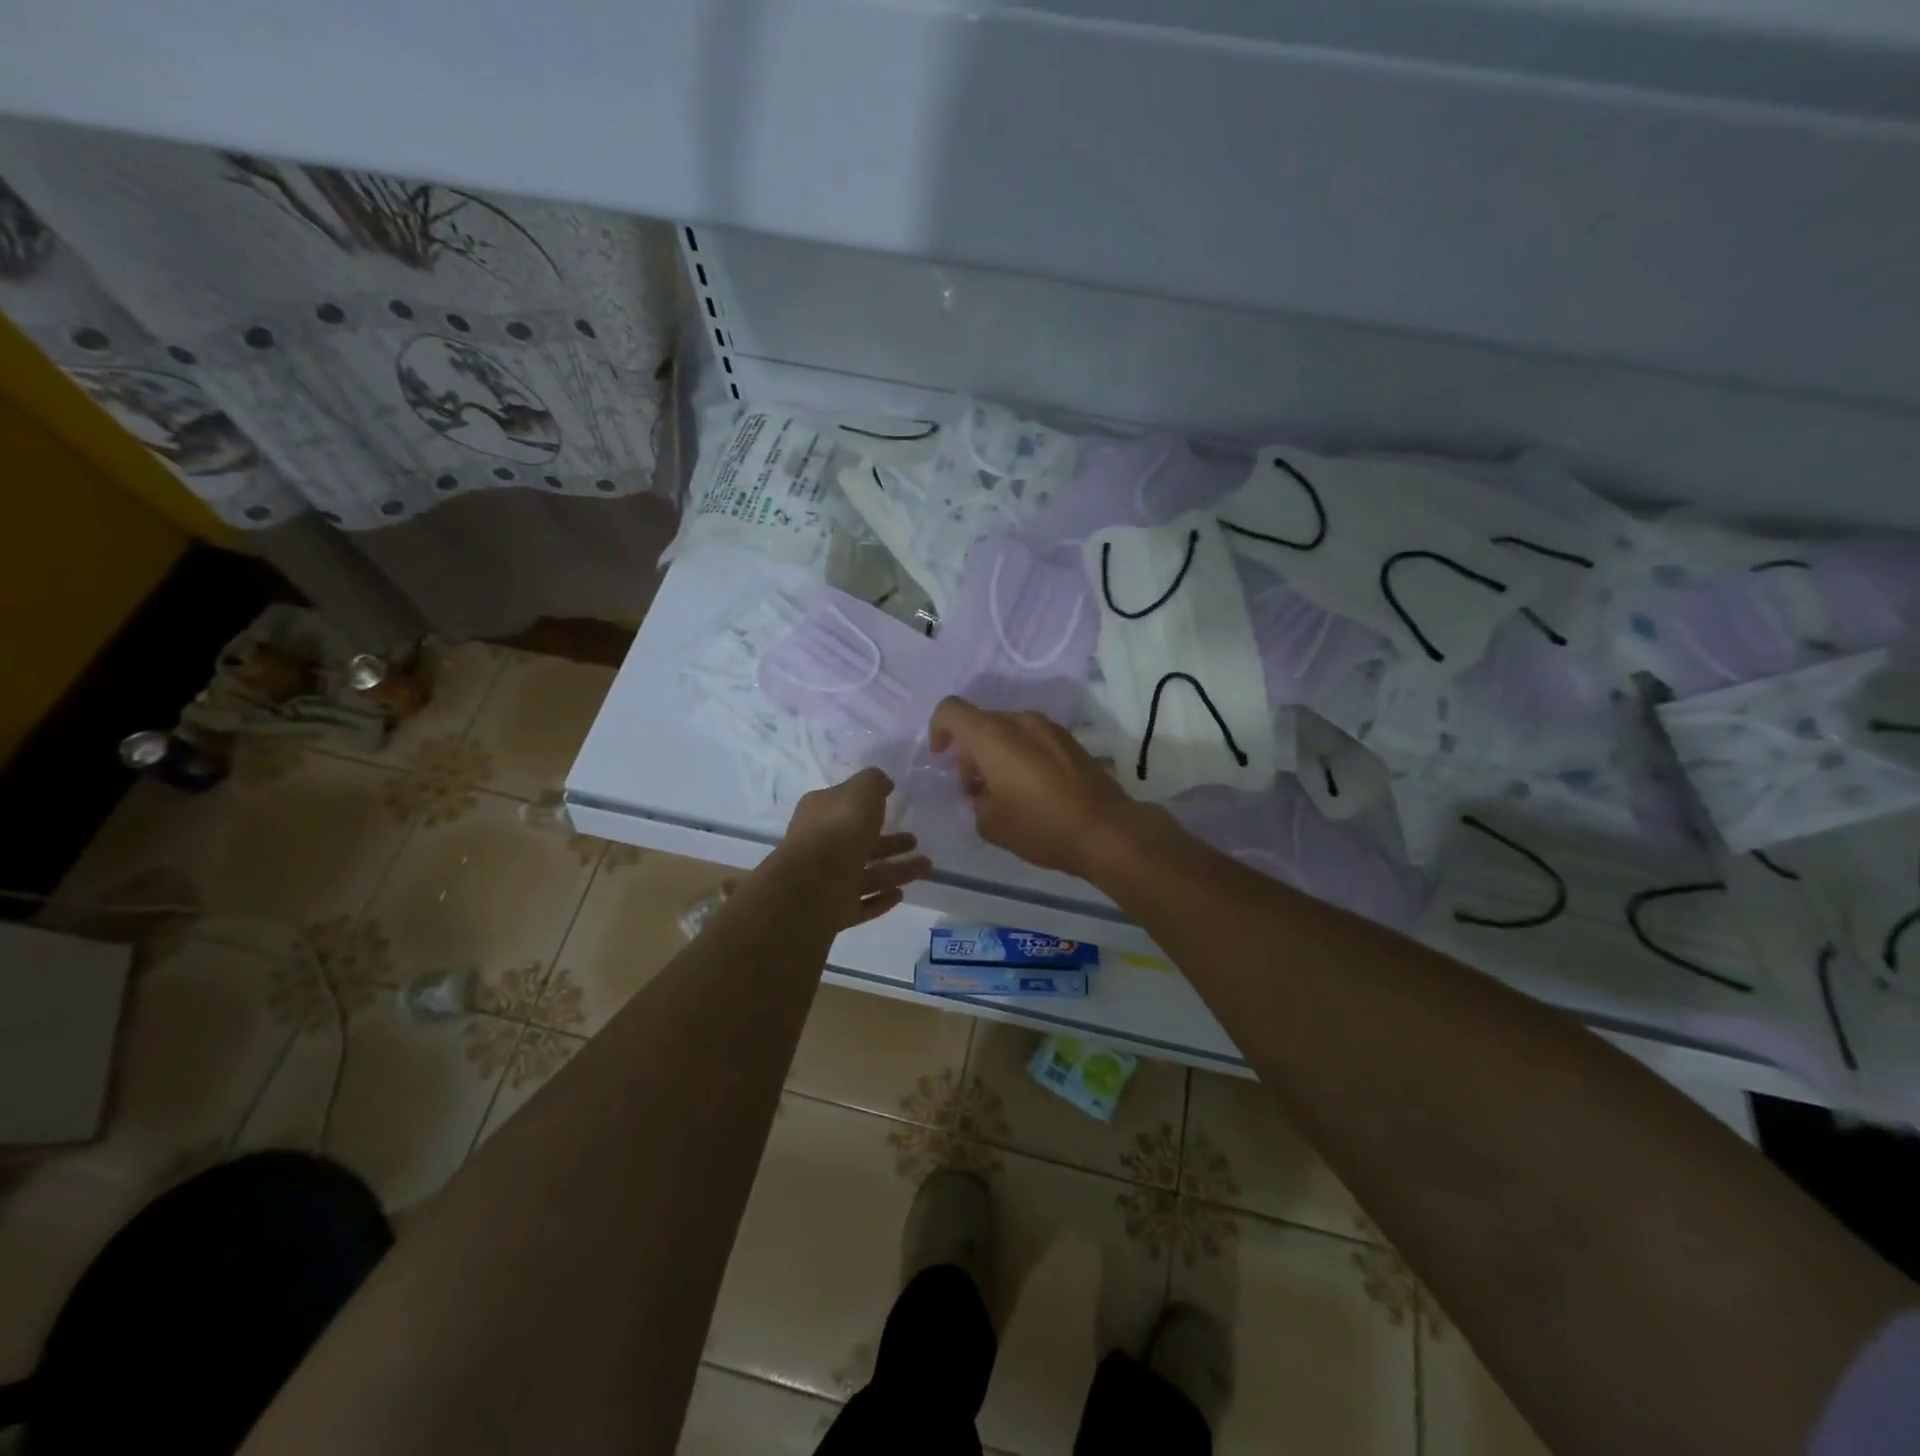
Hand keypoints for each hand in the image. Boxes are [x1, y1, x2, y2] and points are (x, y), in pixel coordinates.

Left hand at [775, 767, 930, 928]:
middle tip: (915, 841)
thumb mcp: (861, 791)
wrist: (813, 887)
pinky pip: (863, 903)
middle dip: (889, 842)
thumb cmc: (839, 830)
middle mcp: (822, 845)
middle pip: (860, 842)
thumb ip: (874, 782)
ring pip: (867, 873)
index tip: (893, 804)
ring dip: (896, 870)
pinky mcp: (834, 910)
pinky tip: (901, 894)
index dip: (868, 804)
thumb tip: (883, 783)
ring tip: (926, 867)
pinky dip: (881, 899)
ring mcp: (827, 880)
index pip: (844, 805)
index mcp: (821, 813)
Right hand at [927, 698, 1137, 877]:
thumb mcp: (991, 824)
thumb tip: (983, 793)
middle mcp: (1020, 721)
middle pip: (981, 723)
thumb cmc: (1040, 826)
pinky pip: (1032, 739)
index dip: (938, 730)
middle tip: (976, 791)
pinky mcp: (1070, 740)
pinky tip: (1032, 790)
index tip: (943, 759)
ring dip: (997, 754)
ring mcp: (1049, 728)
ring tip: (1005, 793)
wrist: (1105, 830)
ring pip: (1008, 731)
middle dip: (970, 753)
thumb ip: (975, 801)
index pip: (951, 710)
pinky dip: (1021, 755)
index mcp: (992, 735)